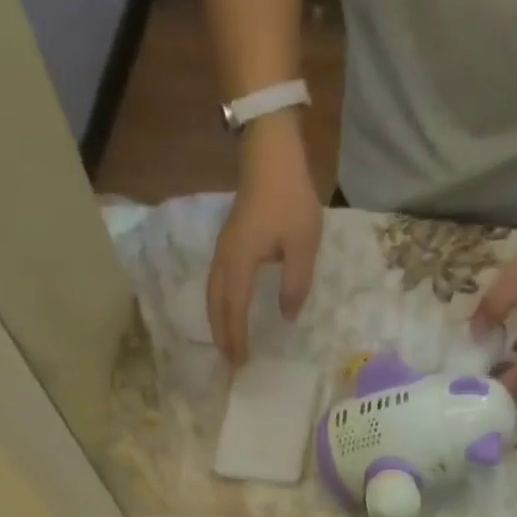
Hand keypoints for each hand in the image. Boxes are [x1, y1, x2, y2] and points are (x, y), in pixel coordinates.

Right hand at [208, 115, 323, 365]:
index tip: (241, 363)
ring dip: (218, 321)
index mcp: (240, 264)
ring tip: (226, 343)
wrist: (270, 153)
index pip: (234, 311)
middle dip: (221, 336)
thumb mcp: (303, 245)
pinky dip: (220, 304)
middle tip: (229, 362)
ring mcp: (223, 249)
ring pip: (213, 294)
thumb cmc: (289, 198)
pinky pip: (217, 282)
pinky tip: (228, 310)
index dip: (236, 338)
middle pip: (216, 306)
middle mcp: (225, 260)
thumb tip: (287, 316)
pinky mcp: (228, 241)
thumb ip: (295, 284)